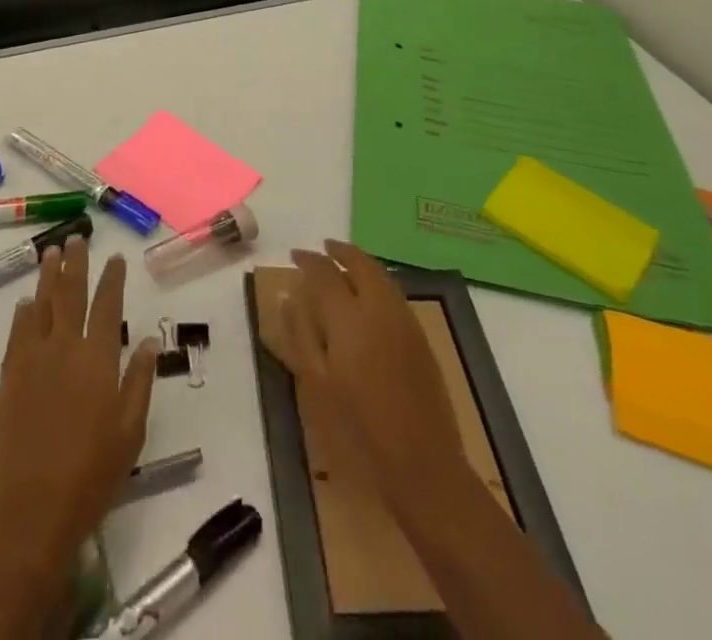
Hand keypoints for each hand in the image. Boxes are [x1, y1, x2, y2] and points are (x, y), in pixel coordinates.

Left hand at [0, 237, 158, 576]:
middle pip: (70, 294)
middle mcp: (64, 348)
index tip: (116, 257)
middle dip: (76, 263)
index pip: (107, 306)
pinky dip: (24, 313)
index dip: (112, 278)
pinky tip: (27, 302)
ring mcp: (33, 360)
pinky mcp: (9, 377)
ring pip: (42, 305)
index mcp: (97, 360)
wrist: (31, 512)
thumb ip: (139, 381)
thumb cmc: (91, 476)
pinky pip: (17, 333)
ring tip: (52, 252)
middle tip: (78, 238)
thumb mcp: (130, 432)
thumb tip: (146, 340)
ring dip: (48, 276)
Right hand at [264, 239, 468, 519]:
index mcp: (348, 316)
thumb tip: (288, 295)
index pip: (324, 271)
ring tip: (343, 265)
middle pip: (360, 262)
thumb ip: (300, 333)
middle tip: (323, 248)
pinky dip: (377, 281)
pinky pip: (394, 292)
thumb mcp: (317, 382)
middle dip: (340, 250)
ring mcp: (404, 319)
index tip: (295, 256)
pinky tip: (367, 296)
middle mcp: (379, 307)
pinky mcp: (420, 336)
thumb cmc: (359, 427)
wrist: (423, 463)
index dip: (308, 260)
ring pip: (381, 274)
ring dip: (360, 263)